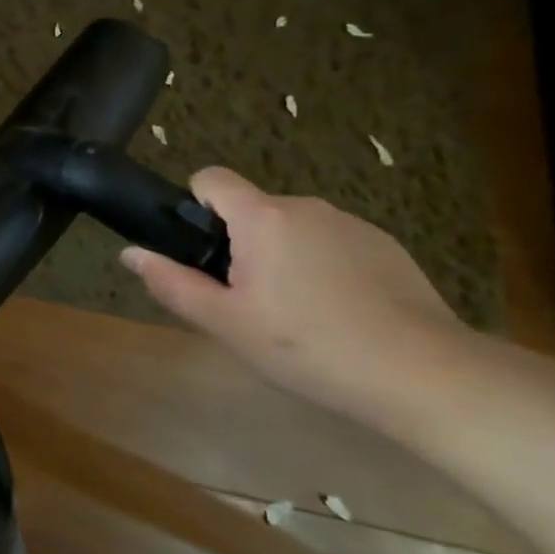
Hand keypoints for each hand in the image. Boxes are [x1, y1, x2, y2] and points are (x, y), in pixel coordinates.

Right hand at [120, 166, 464, 410]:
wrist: (424, 375)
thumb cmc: (308, 346)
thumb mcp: (226, 323)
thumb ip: (172, 284)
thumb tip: (130, 253)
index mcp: (262, 217)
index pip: (211, 178)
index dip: (196, 205)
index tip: (204, 252)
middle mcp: (306, 206)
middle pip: (252, 209)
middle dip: (241, 244)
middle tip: (248, 301)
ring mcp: (352, 223)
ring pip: (293, 229)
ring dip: (282, 256)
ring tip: (297, 315)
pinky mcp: (387, 247)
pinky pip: (333, 244)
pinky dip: (323, 268)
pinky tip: (339, 315)